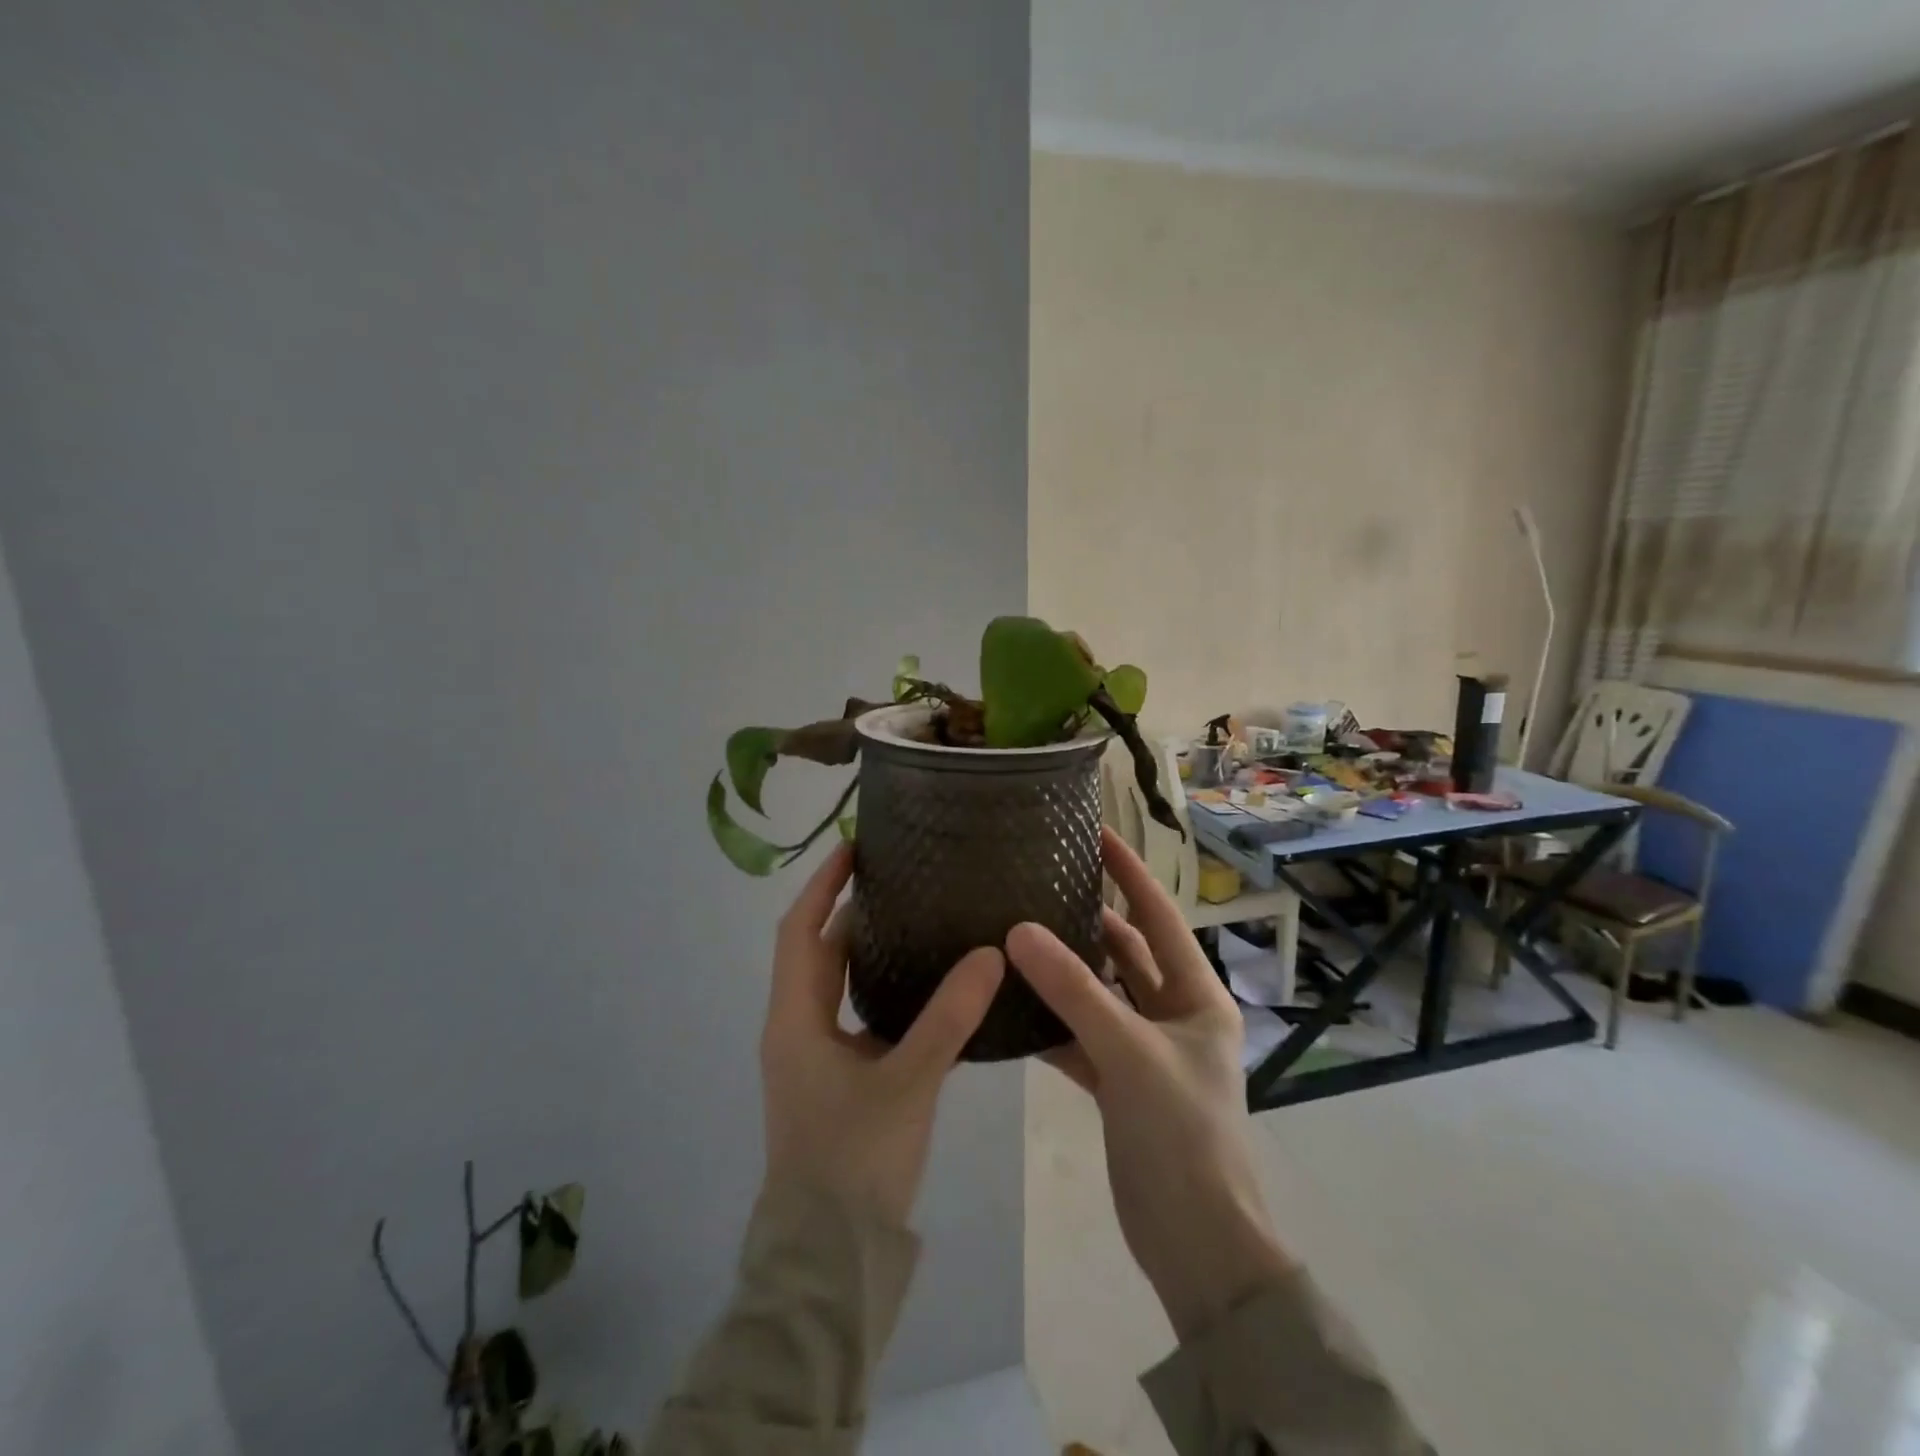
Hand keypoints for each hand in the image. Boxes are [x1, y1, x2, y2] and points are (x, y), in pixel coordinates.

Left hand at [760, 844, 1005, 1225]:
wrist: (828, 1258)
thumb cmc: (854, 1161)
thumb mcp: (907, 1081)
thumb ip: (950, 1017)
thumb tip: (991, 953)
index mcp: (795, 1019)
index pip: (800, 931)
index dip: (823, 885)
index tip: (854, 848)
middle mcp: (796, 1029)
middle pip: (817, 952)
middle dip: (850, 911)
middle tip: (898, 877)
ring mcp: (813, 1056)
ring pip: (836, 985)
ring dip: (865, 949)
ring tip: (914, 916)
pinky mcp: (835, 1080)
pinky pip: (854, 1014)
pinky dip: (880, 988)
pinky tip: (923, 985)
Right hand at [1007, 828, 1295, 1339]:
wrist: (1197, 1245)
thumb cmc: (1181, 1134)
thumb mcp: (1128, 1052)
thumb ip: (1073, 990)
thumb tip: (1017, 929)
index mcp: (1197, 996)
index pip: (1158, 916)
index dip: (1130, 874)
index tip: (1097, 833)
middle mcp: (1174, 1015)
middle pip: (1126, 953)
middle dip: (1088, 920)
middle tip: (1040, 882)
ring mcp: (1145, 1051)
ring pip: (1099, 995)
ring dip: (1064, 972)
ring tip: (1016, 932)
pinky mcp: (1119, 1085)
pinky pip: (1080, 1037)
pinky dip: (1051, 1022)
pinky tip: (1012, 1004)